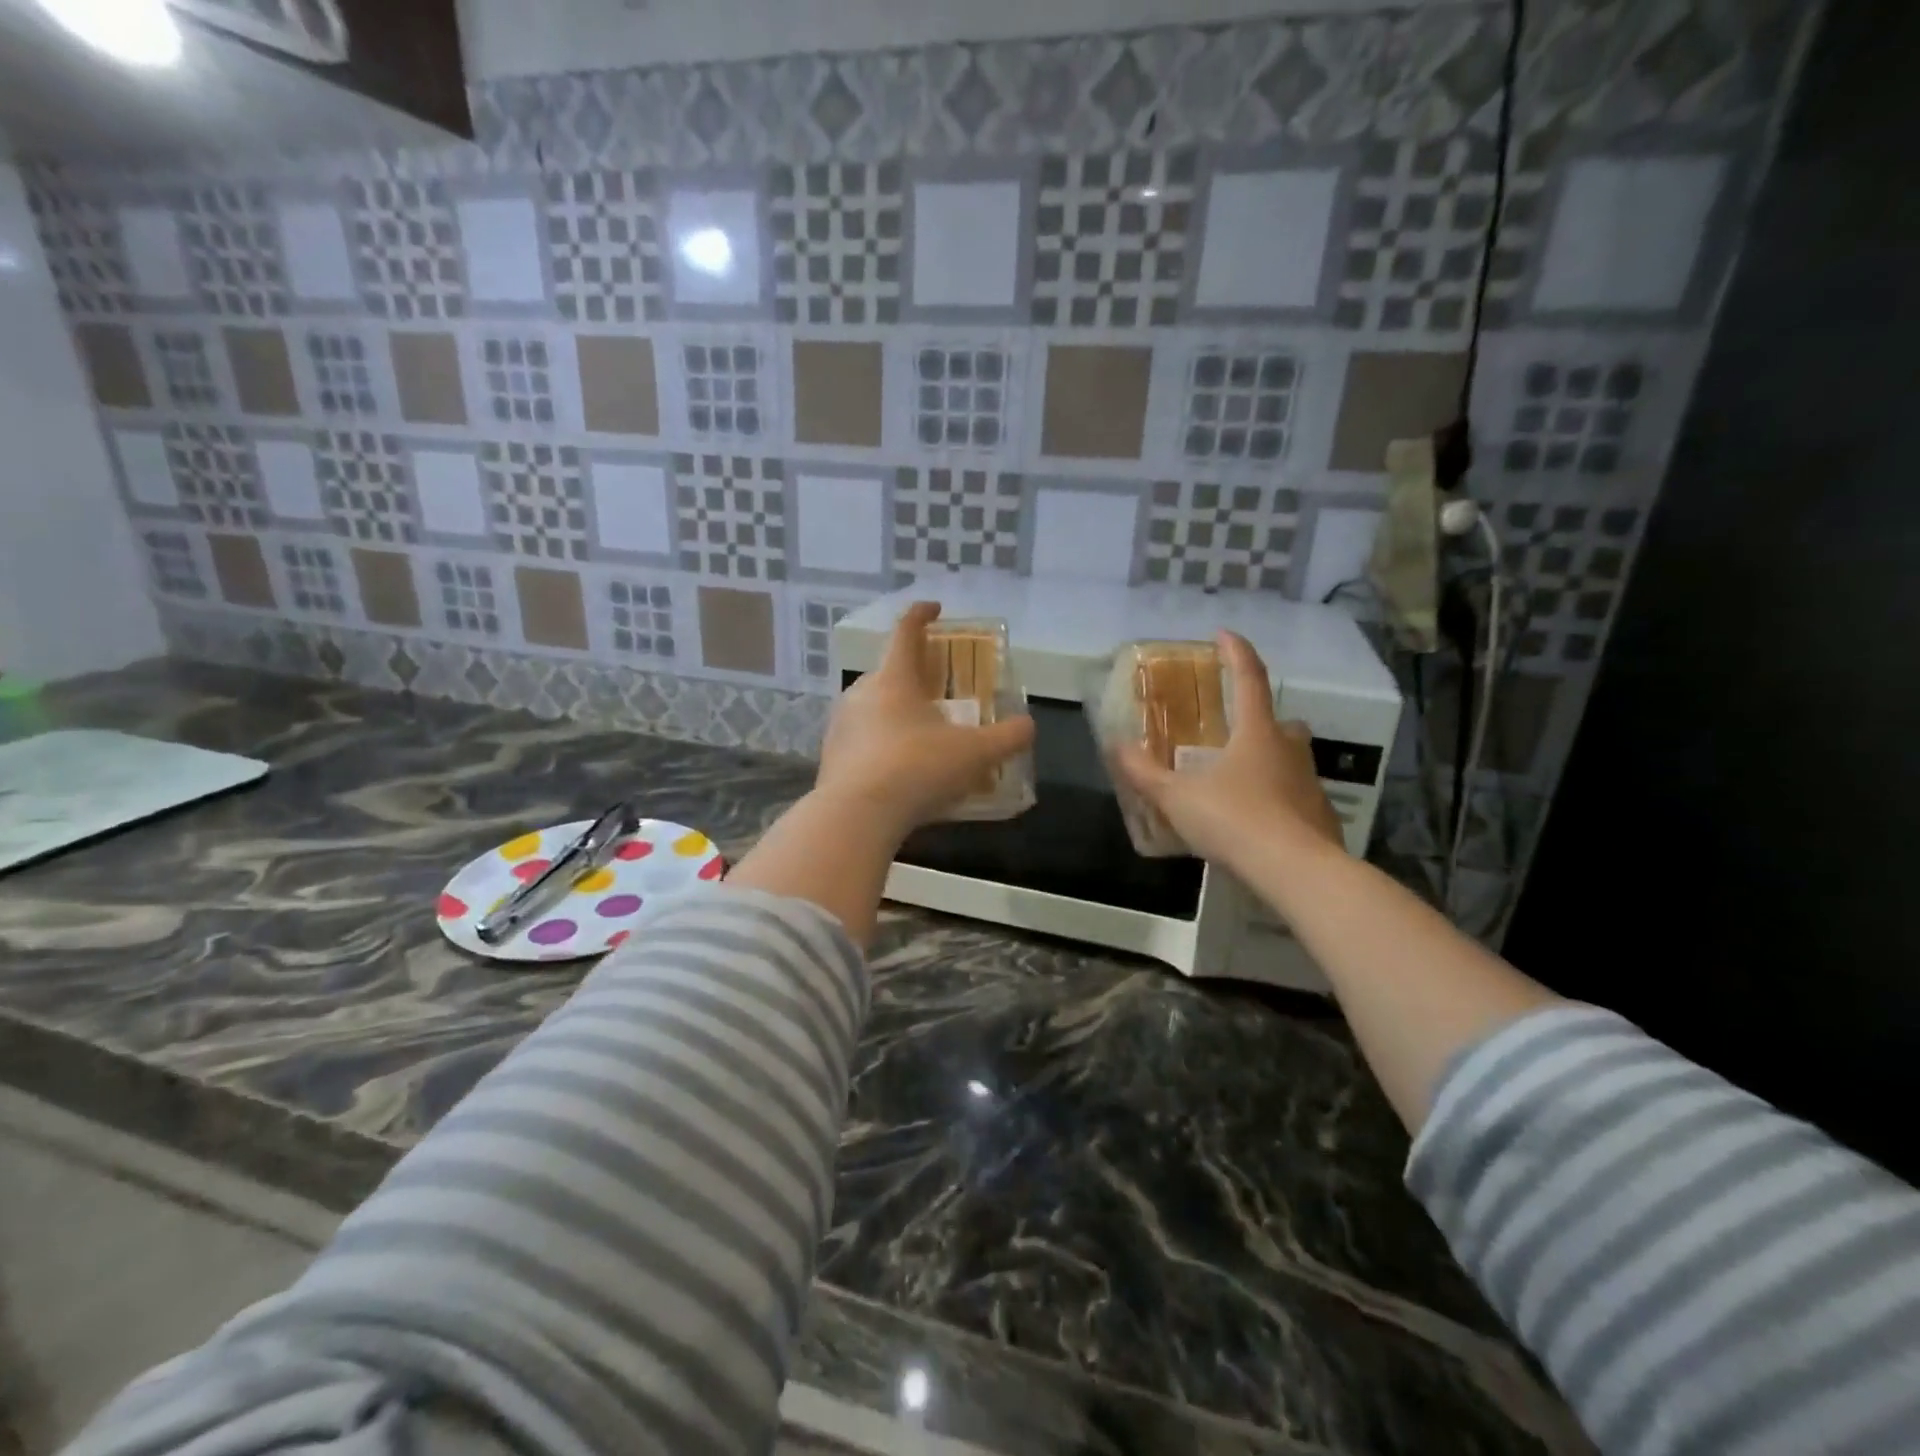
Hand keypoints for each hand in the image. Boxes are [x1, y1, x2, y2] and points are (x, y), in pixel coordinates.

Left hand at [815, 601, 1035, 838]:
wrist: (856, 816)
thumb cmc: (917, 769)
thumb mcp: (974, 754)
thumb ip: (1007, 738)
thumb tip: (1029, 726)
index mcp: (894, 679)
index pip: (905, 631)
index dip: (921, 615)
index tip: (935, 609)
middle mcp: (861, 694)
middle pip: (888, 671)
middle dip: (913, 674)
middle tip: (937, 686)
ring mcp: (841, 726)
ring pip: (872, 707)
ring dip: (896, 711)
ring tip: (921, 732)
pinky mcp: (831, 758)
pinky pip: (862, 739)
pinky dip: (882, 743)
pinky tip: (899, 768)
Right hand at [1111, 630, 1344, 867]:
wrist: (1296, 871)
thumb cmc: (1235, 820)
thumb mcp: (1177, 797)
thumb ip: (1145, 773)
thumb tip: (1116, 746)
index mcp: (1257, 732)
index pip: (1249, 678)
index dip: (1236, 652)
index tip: (1223, 634)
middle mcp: (1289, 749)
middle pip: (1278, 720)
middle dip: (1258, 717)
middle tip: (1233, 728)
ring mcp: (1309, 783)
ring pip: (1289, 758)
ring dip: (1268, 758)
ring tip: (1237, 778)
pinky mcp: (1319, 815)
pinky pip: (1294, 795)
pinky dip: (1276, 797)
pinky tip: (1255, 819)